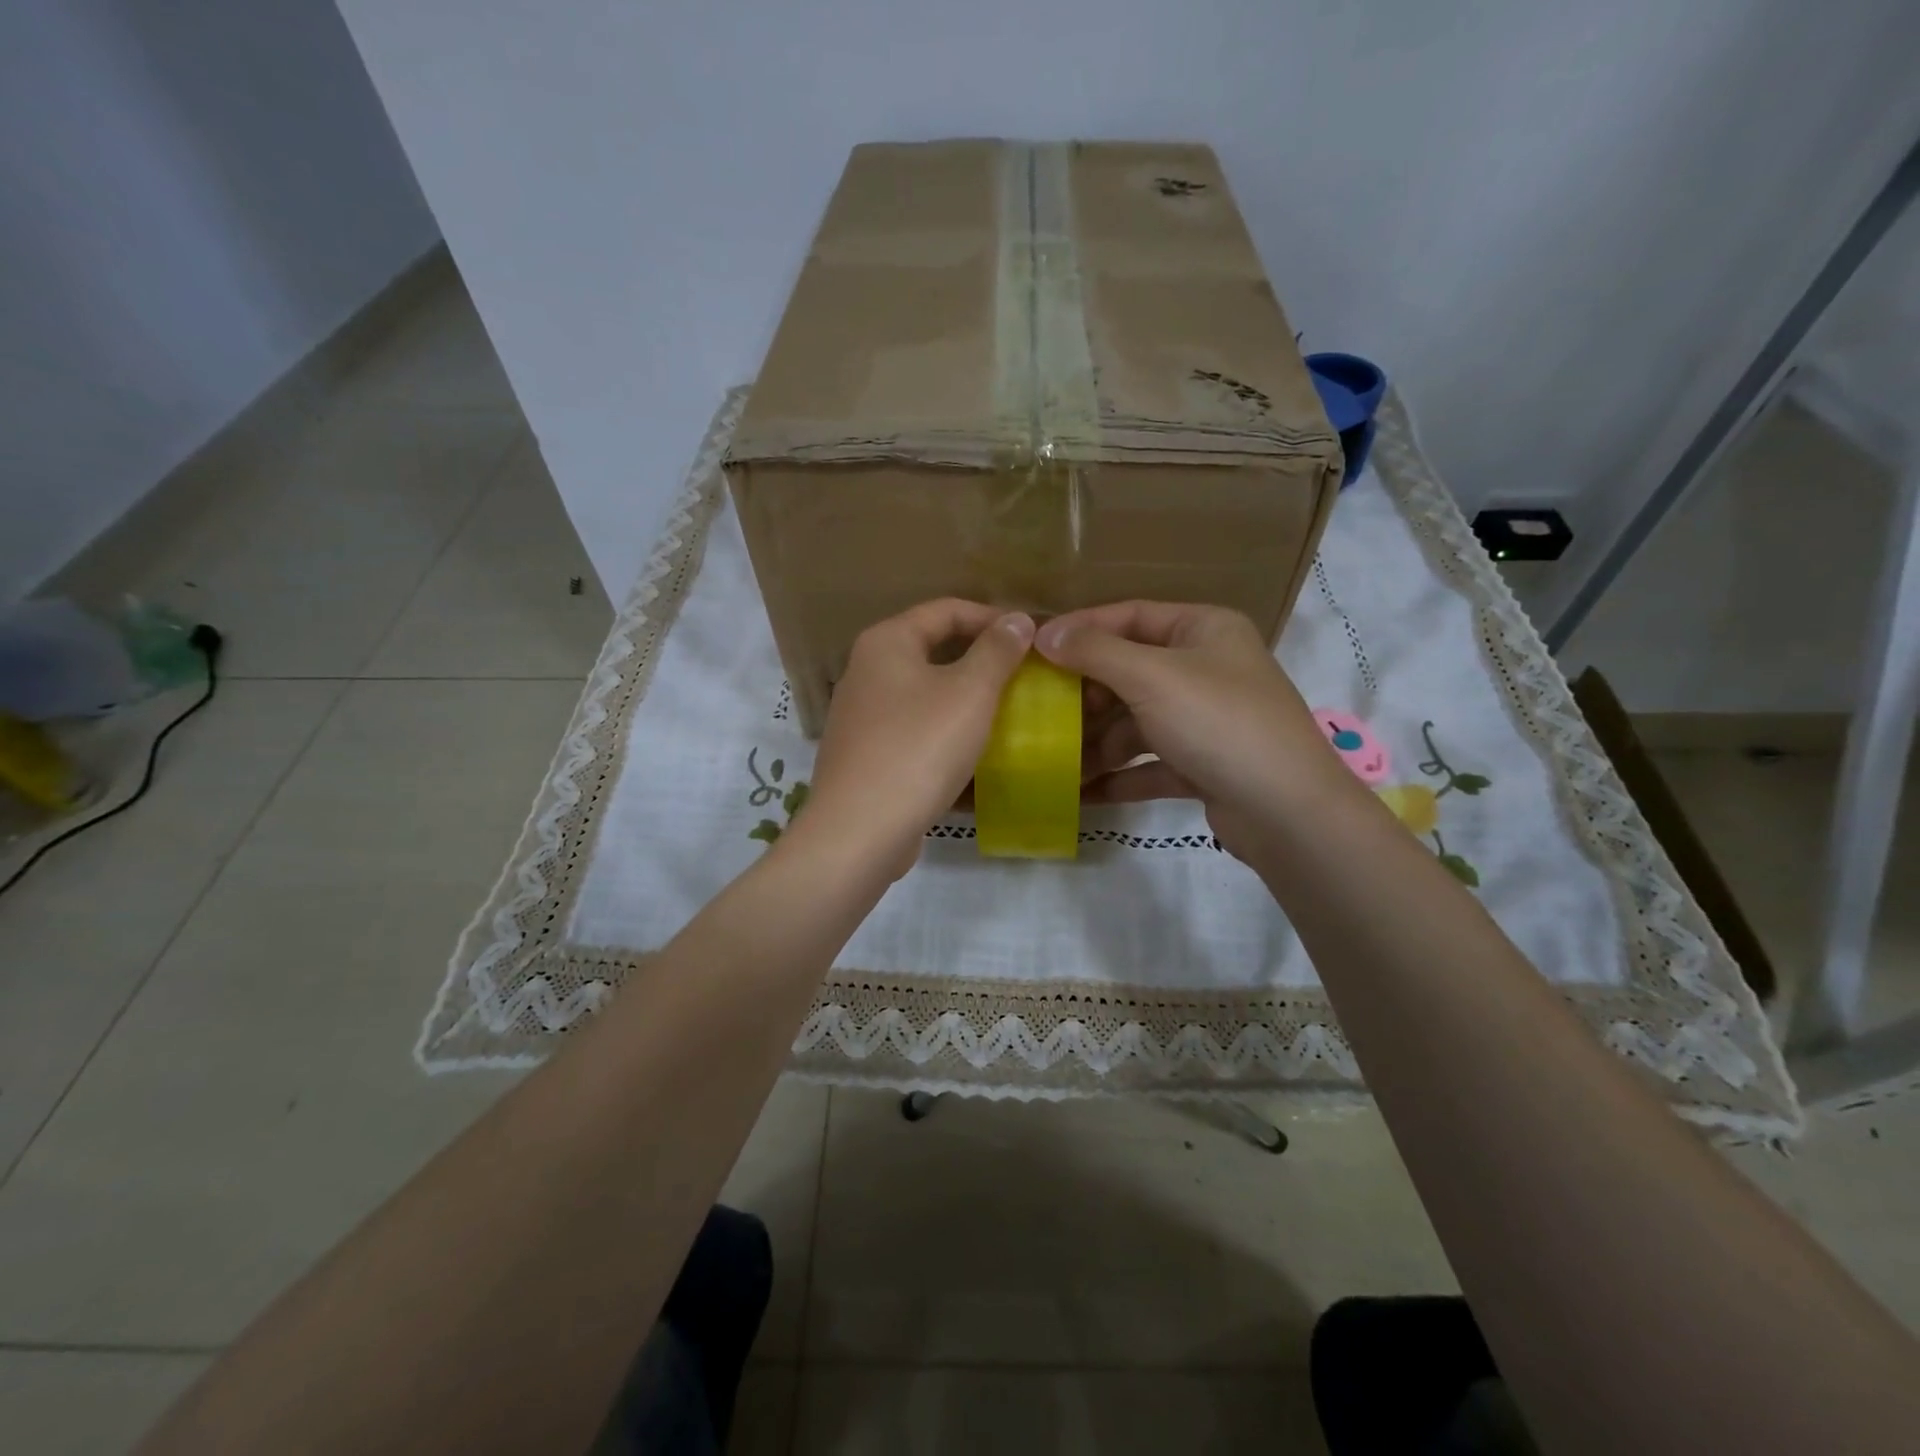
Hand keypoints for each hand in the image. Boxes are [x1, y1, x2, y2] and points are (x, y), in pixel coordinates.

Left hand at [797, 599, 1034, 876]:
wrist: (859, 831)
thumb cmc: (918, 749)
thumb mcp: (969, 694)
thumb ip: (996, 651)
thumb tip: (1017, 619)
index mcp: (885, 643)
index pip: (945, 610)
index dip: (992, 618)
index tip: (1031, 638)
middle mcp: (865, 671)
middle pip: (932, 649)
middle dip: (979, 659)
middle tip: (1022, 675)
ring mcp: (860, 716)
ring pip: (922, 692)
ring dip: (963, 698)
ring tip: (1004, 712)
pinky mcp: (864, 755)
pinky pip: (912, 729)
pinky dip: (943, 730)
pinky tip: (970, 751)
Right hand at [1034, 601, 1352, 858]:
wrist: (1288, 811)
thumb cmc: (1218, 722)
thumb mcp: (1151, 677)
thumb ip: (1094, 652)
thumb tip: (1043, 633)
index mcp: (1203, 630)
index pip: (1130, 616)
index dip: (1081, 630)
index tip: (1034, 649)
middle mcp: (1207, 668)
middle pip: (1130, 672)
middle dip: (1086, 696)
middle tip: (1043, 712)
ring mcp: (1206, 719)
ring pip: (1137, 722)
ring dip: (1097, 743)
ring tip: (1054, 761)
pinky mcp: (1204, 764)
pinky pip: (1150, 763)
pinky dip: (1119, 776)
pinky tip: (1081, 792)